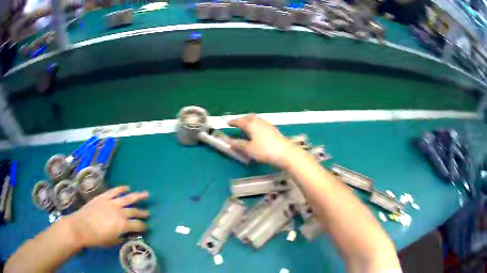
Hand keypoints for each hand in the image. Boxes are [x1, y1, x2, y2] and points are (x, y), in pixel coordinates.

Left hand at [66, 186, 149, 247]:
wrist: (80, 226)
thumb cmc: (96, 238)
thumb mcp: (111, 242)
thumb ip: (121, 237)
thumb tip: (127, 235)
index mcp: (123, 225)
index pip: (138, 225)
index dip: (143, 227)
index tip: (145, 228)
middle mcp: (120, 212)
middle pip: (134, 211)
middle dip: (142, 213)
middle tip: (148, 213)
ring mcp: (111, 203)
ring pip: (127, 198)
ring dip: (138, 196)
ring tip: (146, 194)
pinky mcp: (103, 197)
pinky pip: (114, 191)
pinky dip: (121, 189)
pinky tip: (127, 188)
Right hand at [227, 114, 298, 167]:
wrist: (285, 153)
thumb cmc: (264, 150)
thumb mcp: (249, 149)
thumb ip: (238, 144)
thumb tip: (229, 141)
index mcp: (251, 124)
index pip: (240, 121)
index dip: (233, 122)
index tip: (228, 123)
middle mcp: (259, 122)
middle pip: (249, 117)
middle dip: (242, 119)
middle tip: (237, 123)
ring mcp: (268, 125)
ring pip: (256, 120)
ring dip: (250, 121)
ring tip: (246, 127)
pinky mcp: (274, 130)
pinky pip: (261, 124)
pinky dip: (256, 125)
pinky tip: (257, 132)